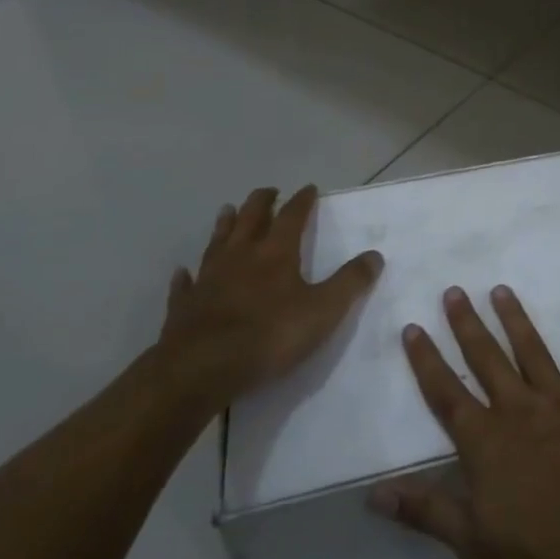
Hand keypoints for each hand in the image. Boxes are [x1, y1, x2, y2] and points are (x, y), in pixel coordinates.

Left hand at [155, 184, 382, 413]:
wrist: (200, 370)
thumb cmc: (269, 336)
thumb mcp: (323, 311)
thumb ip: (350, 282)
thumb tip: (375, 255)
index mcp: (276, 253)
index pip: (292, 215)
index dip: (302, 200)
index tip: (309, 188)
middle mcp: (240, 256)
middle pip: (251, 218)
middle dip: (262, 202)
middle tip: (269, 191)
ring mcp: (208, 279)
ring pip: (217, 242)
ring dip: (225, 225)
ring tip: (228, 211)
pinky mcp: (184, 306)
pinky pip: (186, 284)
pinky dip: (187, 275)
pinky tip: (184, 272)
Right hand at [370, 285, 559, 558]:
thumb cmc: (539, 555)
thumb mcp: (474, 544)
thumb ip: (427, 511)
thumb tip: (375, 492)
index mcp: (486, 442)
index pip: (446, 394)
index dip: (427, 361)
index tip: (413, 326)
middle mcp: (518, 409)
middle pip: (486, 359)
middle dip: (468, 324)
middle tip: (455, 290)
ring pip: (532, 350)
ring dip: (515, 319)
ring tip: (501, 290)